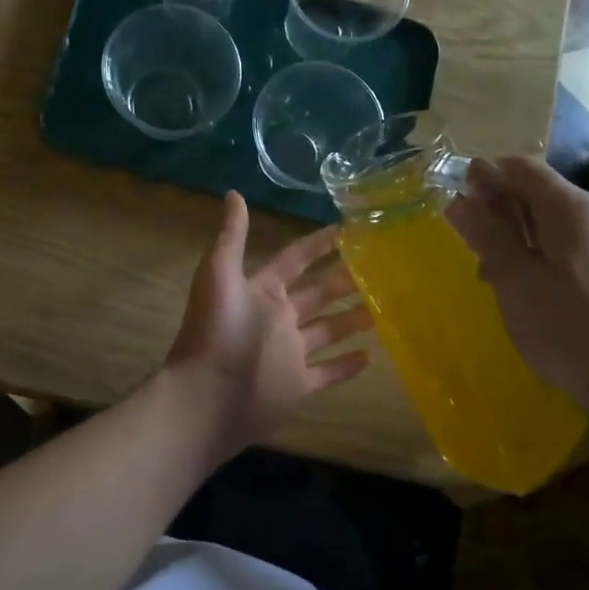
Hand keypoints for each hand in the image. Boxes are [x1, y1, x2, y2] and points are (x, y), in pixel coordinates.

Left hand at [164, 192, 372, 454]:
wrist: (206, 396)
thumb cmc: (215, 331)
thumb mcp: (219, 273)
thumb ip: (231, 235)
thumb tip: (234, 192)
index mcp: (262, 291)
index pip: (295, 260)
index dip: (318, 244)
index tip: (346, 229)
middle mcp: (278, 319)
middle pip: (318, 295)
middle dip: (343, 280)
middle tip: (378, 268)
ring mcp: (290, 354)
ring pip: (328, 331)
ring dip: (352, 319)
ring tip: (382, 306)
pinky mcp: (299, 386)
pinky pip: (329, 372)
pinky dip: (348, 365)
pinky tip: (372, 355)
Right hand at [444, 157, 588, 427]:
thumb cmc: (568, 328)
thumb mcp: (515, 281)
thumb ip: (486, 235)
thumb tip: (458, 199)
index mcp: (572, 206)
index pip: (520, 166)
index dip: (483, 176)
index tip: (454, 204)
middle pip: (535, 190)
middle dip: (495, 208)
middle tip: (466, 242)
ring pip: (547, 219)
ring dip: (512, 233)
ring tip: (487, 270)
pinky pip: (564, 242)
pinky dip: (534, 252)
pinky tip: (518, 285)